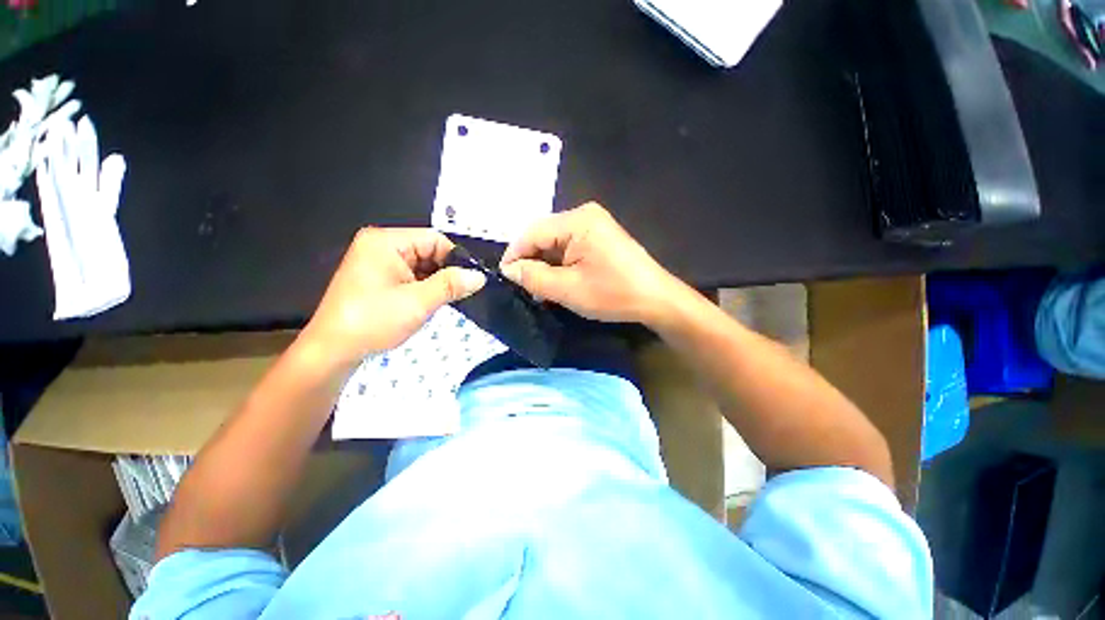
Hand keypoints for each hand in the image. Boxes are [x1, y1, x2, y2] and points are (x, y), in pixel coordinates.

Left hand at [298, 228, 485, 373]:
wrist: (333, 352)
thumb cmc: (373, 321)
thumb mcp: (418, 302)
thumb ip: (451, 285)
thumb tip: (479, 276)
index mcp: (385, 242)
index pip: (434, 239)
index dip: (455, 259)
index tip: (470, 281)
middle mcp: (380, 246)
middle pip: (428, 251)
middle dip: (445, 273)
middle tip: (457, 294)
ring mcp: (378, 263)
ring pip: (422, 266)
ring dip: (435, 283)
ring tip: (443, 301)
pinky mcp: (378, 279)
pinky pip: (411, 276)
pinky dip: (424, 289)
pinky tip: (428, 303)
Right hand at [499, 203, 682, 323]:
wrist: (656, 299)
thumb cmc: (613, 294)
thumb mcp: (568, 289)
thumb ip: (533, 277)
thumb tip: (509, 270)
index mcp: (577, 221)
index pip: (531, 233)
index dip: (514, 255)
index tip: (505, 279)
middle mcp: (584, 215)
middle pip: (542, 236)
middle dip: (530, 262)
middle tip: (522, 288)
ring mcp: (593, 225)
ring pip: (554, 243)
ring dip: (544, 265)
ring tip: (539, 289)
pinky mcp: (598, 237)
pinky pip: (568, 248)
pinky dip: (559, 265)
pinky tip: (556, 282)